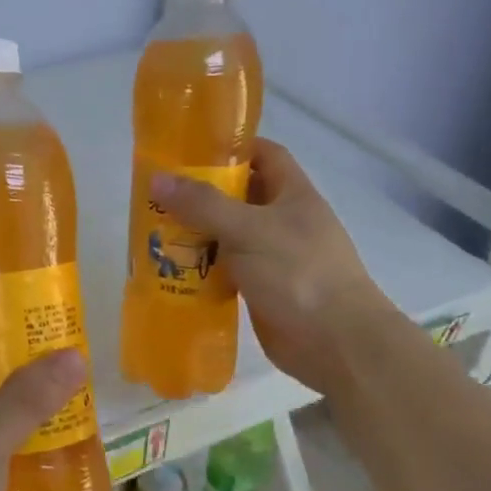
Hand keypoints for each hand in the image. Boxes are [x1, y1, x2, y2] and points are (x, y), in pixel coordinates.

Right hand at [151, 139, 384, 385]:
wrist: (336, 344)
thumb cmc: (298, 273)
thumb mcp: (248, 229)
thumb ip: (202, 204)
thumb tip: (157, 178)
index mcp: (293, 195)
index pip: (265, 154)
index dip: (232, 147)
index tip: (190, 149)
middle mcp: (284, 221)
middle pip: (240, 195)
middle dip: (202, 193)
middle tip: (159, 193)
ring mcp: (274, 257)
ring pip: (229, 235)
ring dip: (197, 233)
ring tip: (155, 229)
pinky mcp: (262, 289)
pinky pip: (226, 270)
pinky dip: (202, 268)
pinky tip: (172, 270)